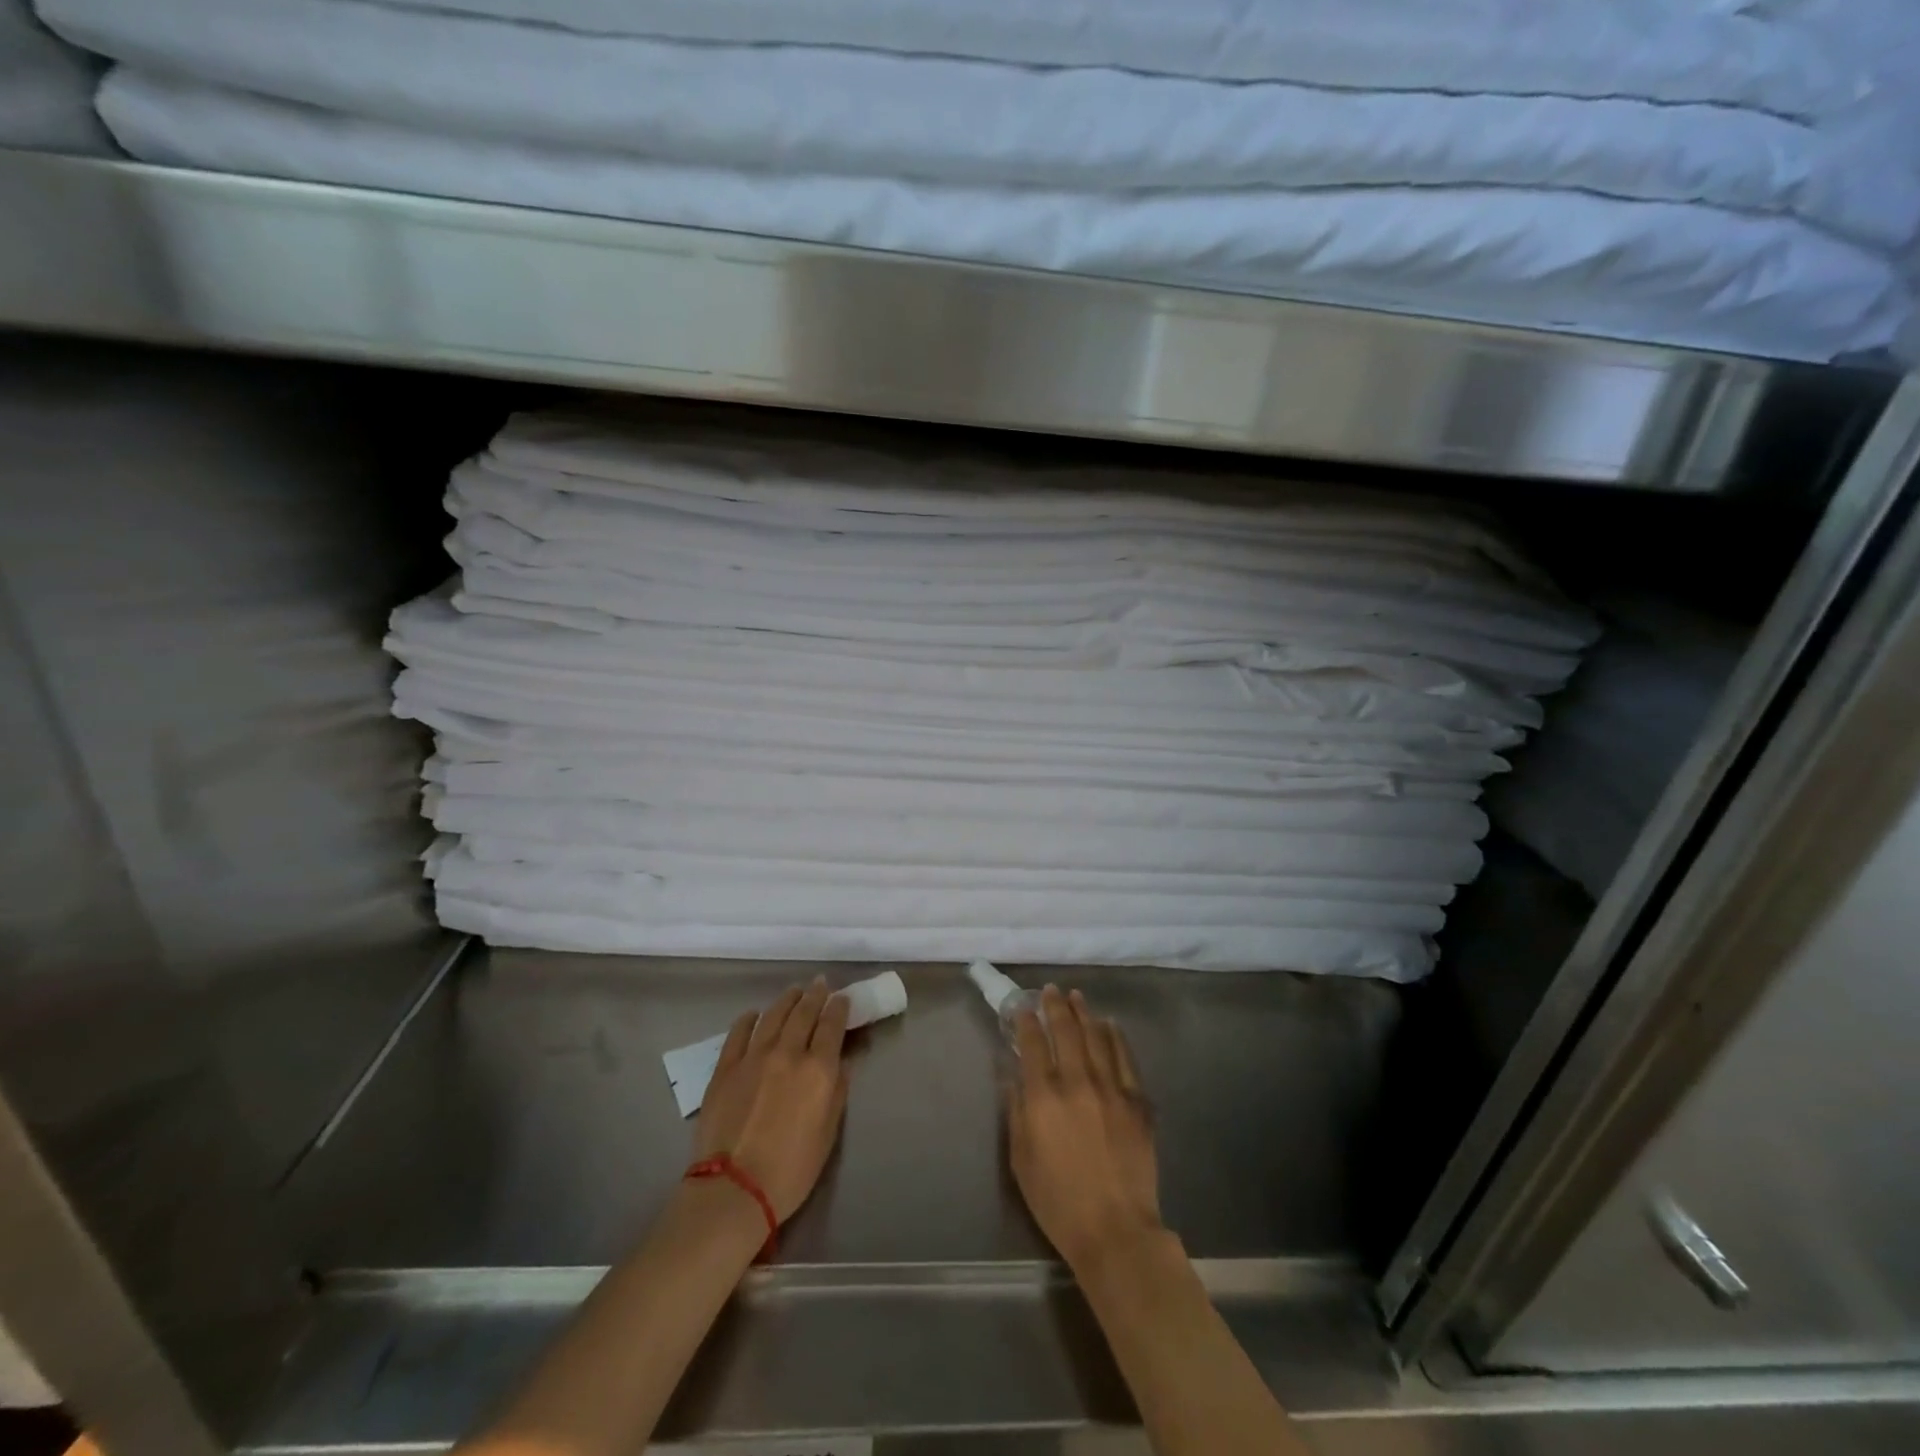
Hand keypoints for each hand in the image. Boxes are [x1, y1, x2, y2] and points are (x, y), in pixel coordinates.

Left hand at [694, 978, 850, 1221]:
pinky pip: (739, 1033)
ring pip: (773, 1016)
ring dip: (786, 1000)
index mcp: (818, 1069)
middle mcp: (788, 1053)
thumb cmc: (791, 1170)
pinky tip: (753, 1014)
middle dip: (815, 995)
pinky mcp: (725, 1068)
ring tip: (793, 991)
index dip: (839, 1008)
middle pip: (804, 1013)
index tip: (842, 998)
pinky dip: (748, 1019)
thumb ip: (837, 1093)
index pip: (832, 1025)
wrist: (734, 1189)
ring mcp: (753, 1057)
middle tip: (820, 984)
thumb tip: (840, 1064)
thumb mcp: (828, 1134)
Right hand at [1006, 986, 1162, 1269]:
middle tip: (1050, 991)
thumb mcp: (1020, 1159)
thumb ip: (1016, 1112)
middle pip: (1066, 1030)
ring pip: (1097, 1037)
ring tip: (1077, 997)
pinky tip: (1110, 1026)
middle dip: (1055, 1006)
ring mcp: (1112, 1089)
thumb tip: (1013, 1077)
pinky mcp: (1138, 1102)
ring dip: (1085, 1013)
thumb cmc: (1058, 1201)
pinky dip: (1116, 1037)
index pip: (1033, 1044)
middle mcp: (1078, 1082)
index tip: (1022, 1008)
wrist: (1115, 1231)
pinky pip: (1126, 1058)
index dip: (1026, 1021)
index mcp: (1044, 1097)